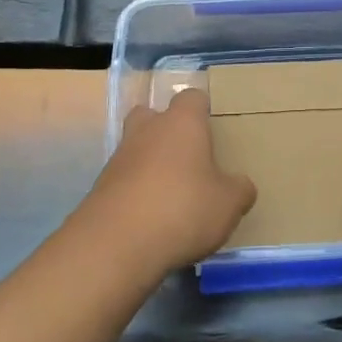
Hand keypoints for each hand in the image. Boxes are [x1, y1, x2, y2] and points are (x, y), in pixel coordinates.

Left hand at [70, 88, 256, 275]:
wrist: (116, 244)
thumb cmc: (183, 209)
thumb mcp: (229, 204)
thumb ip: (239, 189)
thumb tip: (240, 185)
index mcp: (182, 123)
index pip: (192, 98)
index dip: (203, 110)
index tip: (214, 130)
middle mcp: (147, 130)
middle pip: (152, 114)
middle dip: (167, 129)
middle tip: (188, 156)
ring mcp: (119, 157)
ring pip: (136, 147)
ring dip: (150, 162)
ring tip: (172, 192)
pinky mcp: (101, 187)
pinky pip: (124, 178)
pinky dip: (136, 190)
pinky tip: (151, 216)